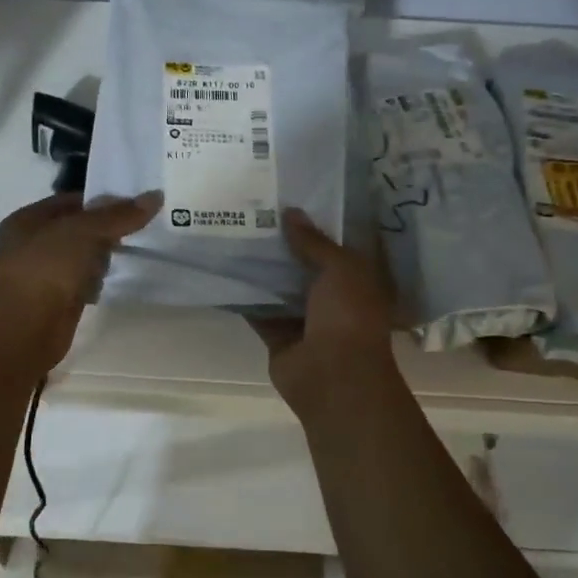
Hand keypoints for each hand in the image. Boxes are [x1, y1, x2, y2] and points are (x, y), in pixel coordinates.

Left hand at [0, 190, 160, 374]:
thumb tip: (155, 196)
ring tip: (128, 254)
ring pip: (81, 257)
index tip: (137, 204)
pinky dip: (95, 282)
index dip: (102, 200)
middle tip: (139, 229)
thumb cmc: (46, 269)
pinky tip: (108, 284)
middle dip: (105, 231)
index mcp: (28, 219)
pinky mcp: (55, 301)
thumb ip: (119, 215)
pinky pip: (81, 282)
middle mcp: (32, 244)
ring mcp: (43, 274)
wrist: (23, 331)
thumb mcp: (84, 232)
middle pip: (78, 229)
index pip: (72, 201)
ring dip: (101, 258)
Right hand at [249, 209, 397, 415]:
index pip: (334, 245)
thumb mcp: (339, 269)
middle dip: (282, 244)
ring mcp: (304, 319)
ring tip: (231, 235)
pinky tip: (222, 272)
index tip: (287, 199)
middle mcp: (331, 297)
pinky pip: (258, 311)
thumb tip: (290, 212)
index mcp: (356, 279)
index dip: (314, 224)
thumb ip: (313, 242)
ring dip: (260, 269)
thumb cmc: (348, 316)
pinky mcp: (278, 337)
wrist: (334, 377)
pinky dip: (243, 297)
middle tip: (251, 212)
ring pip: (278, 288)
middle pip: (302, 265)